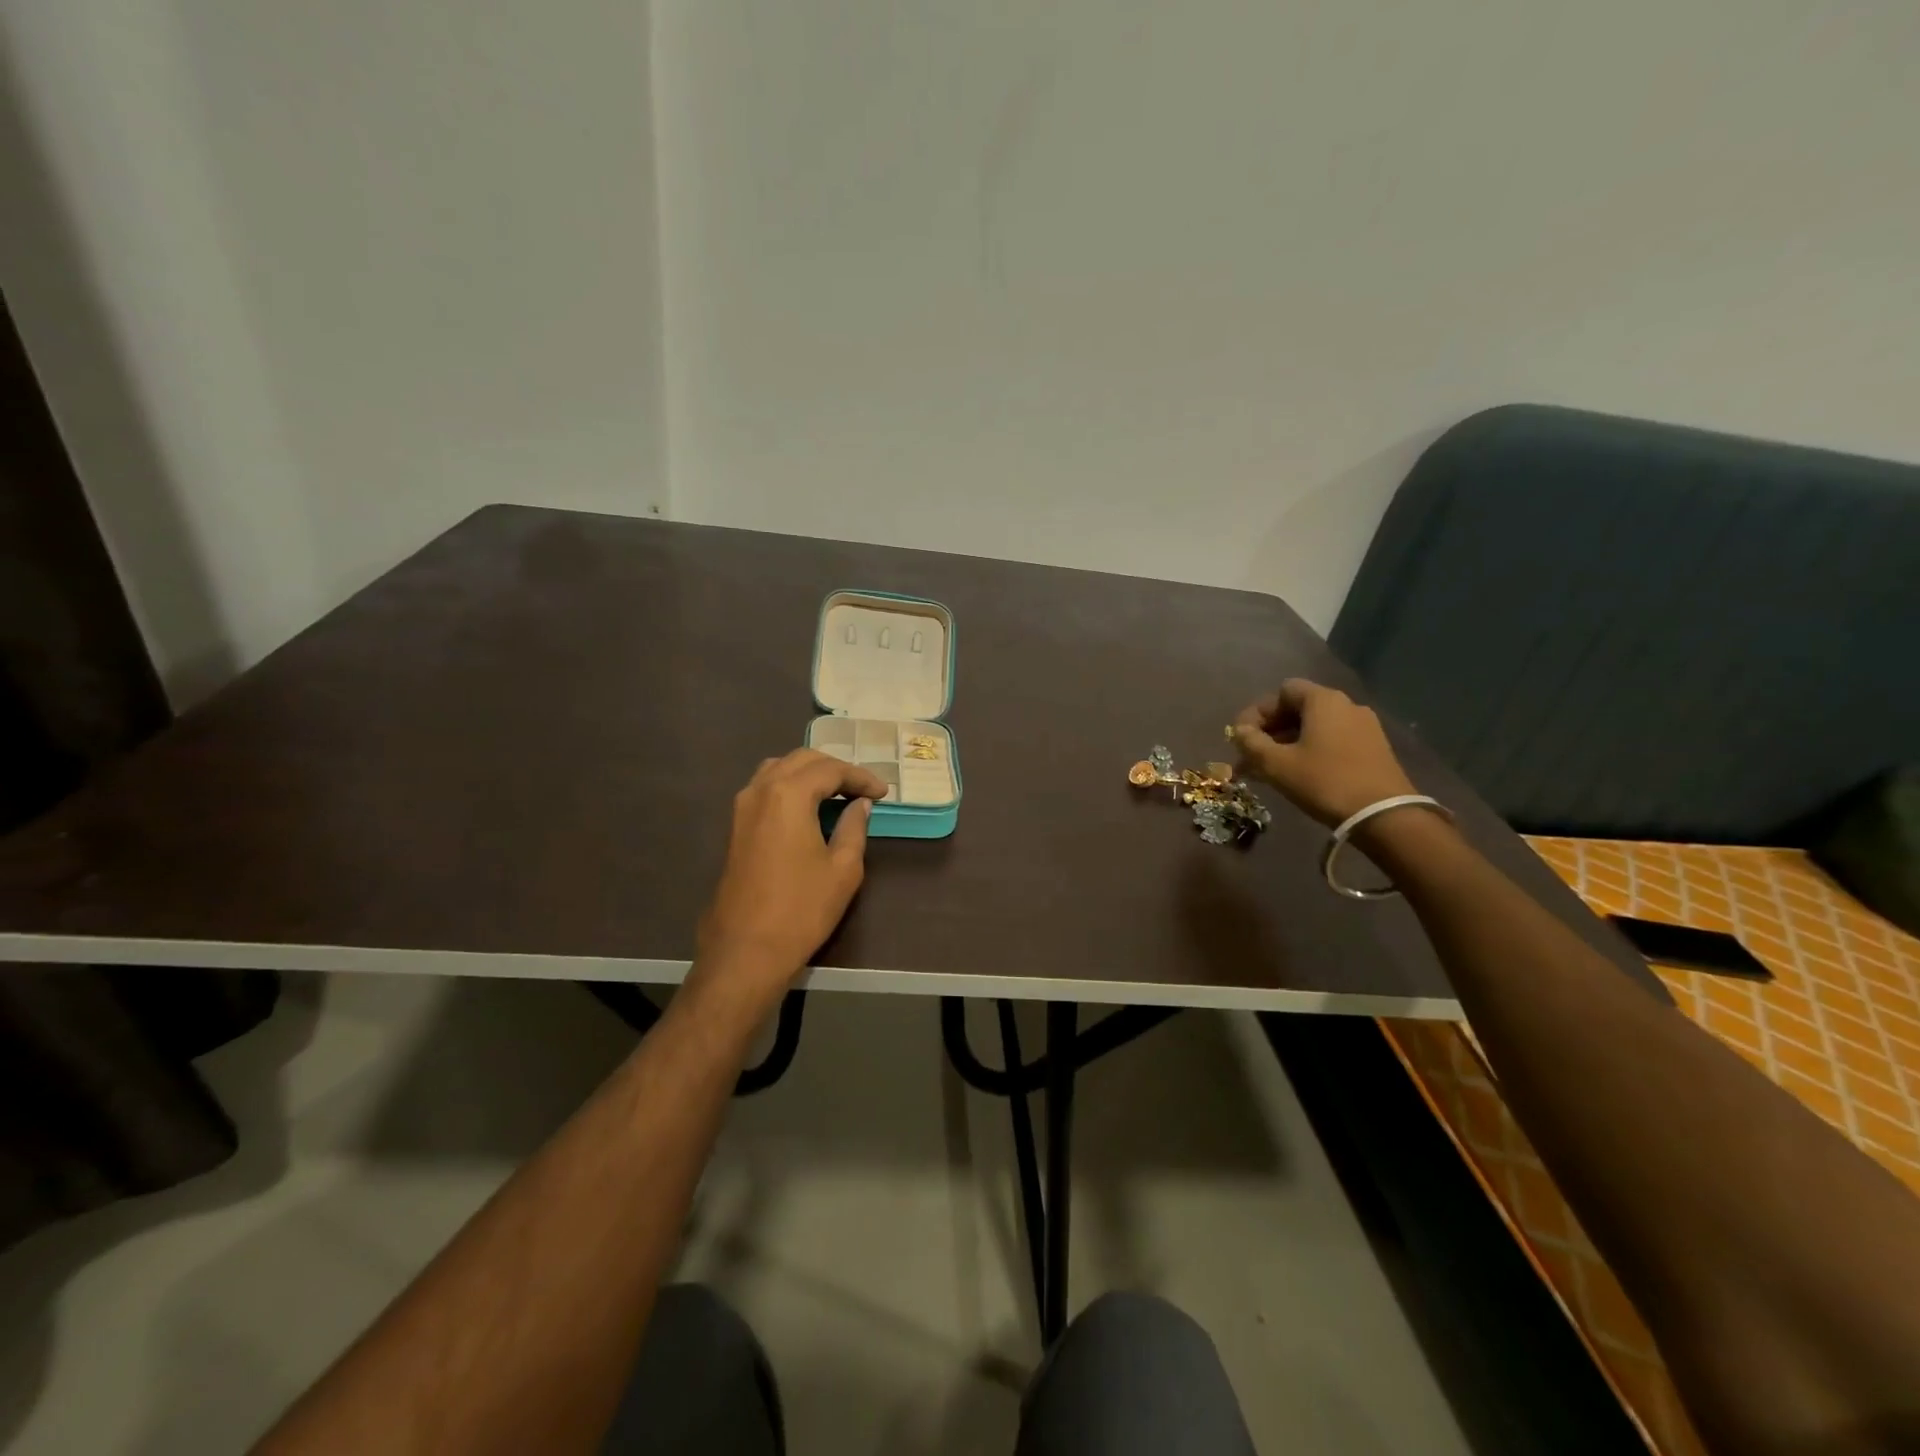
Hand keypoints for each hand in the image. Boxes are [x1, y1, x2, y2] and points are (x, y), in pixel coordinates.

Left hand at [693, 750, 885, 1008]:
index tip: (883, 793)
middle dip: (835, 769)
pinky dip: (790, 786)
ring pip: (779, 769)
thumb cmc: (801, 909)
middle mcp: (760, 790)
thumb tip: (859, 806)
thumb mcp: (843, 868)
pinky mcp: (735, 826)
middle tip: (863, 790)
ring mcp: (742, 807)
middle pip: (802, 760)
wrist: (745, 951)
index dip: (860, 778)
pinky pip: (765, 788)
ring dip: (810, 774)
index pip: (830, 770)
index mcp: (788, 794)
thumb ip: (854, 827)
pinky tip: (808, 807)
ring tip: (837, 793)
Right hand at [1231, 679, 1416, 826]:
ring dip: (1287, 743)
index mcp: (1323, 700)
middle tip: (1250, 756)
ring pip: (1314, 727)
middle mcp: (1346, 705)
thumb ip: (1251, 743)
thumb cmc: (1324, 781)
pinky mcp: (1373, 748)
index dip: (1257, 712)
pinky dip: (1309, 750)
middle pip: (1298, 708)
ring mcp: (1364, 726)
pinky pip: (1332, 740)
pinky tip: (1297, 774)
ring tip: (1267, 770)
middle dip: (1269, 731)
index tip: (1241, 738)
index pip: (1282, 691)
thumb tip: (1239, 731)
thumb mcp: (1277, 764)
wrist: (1384, 815)